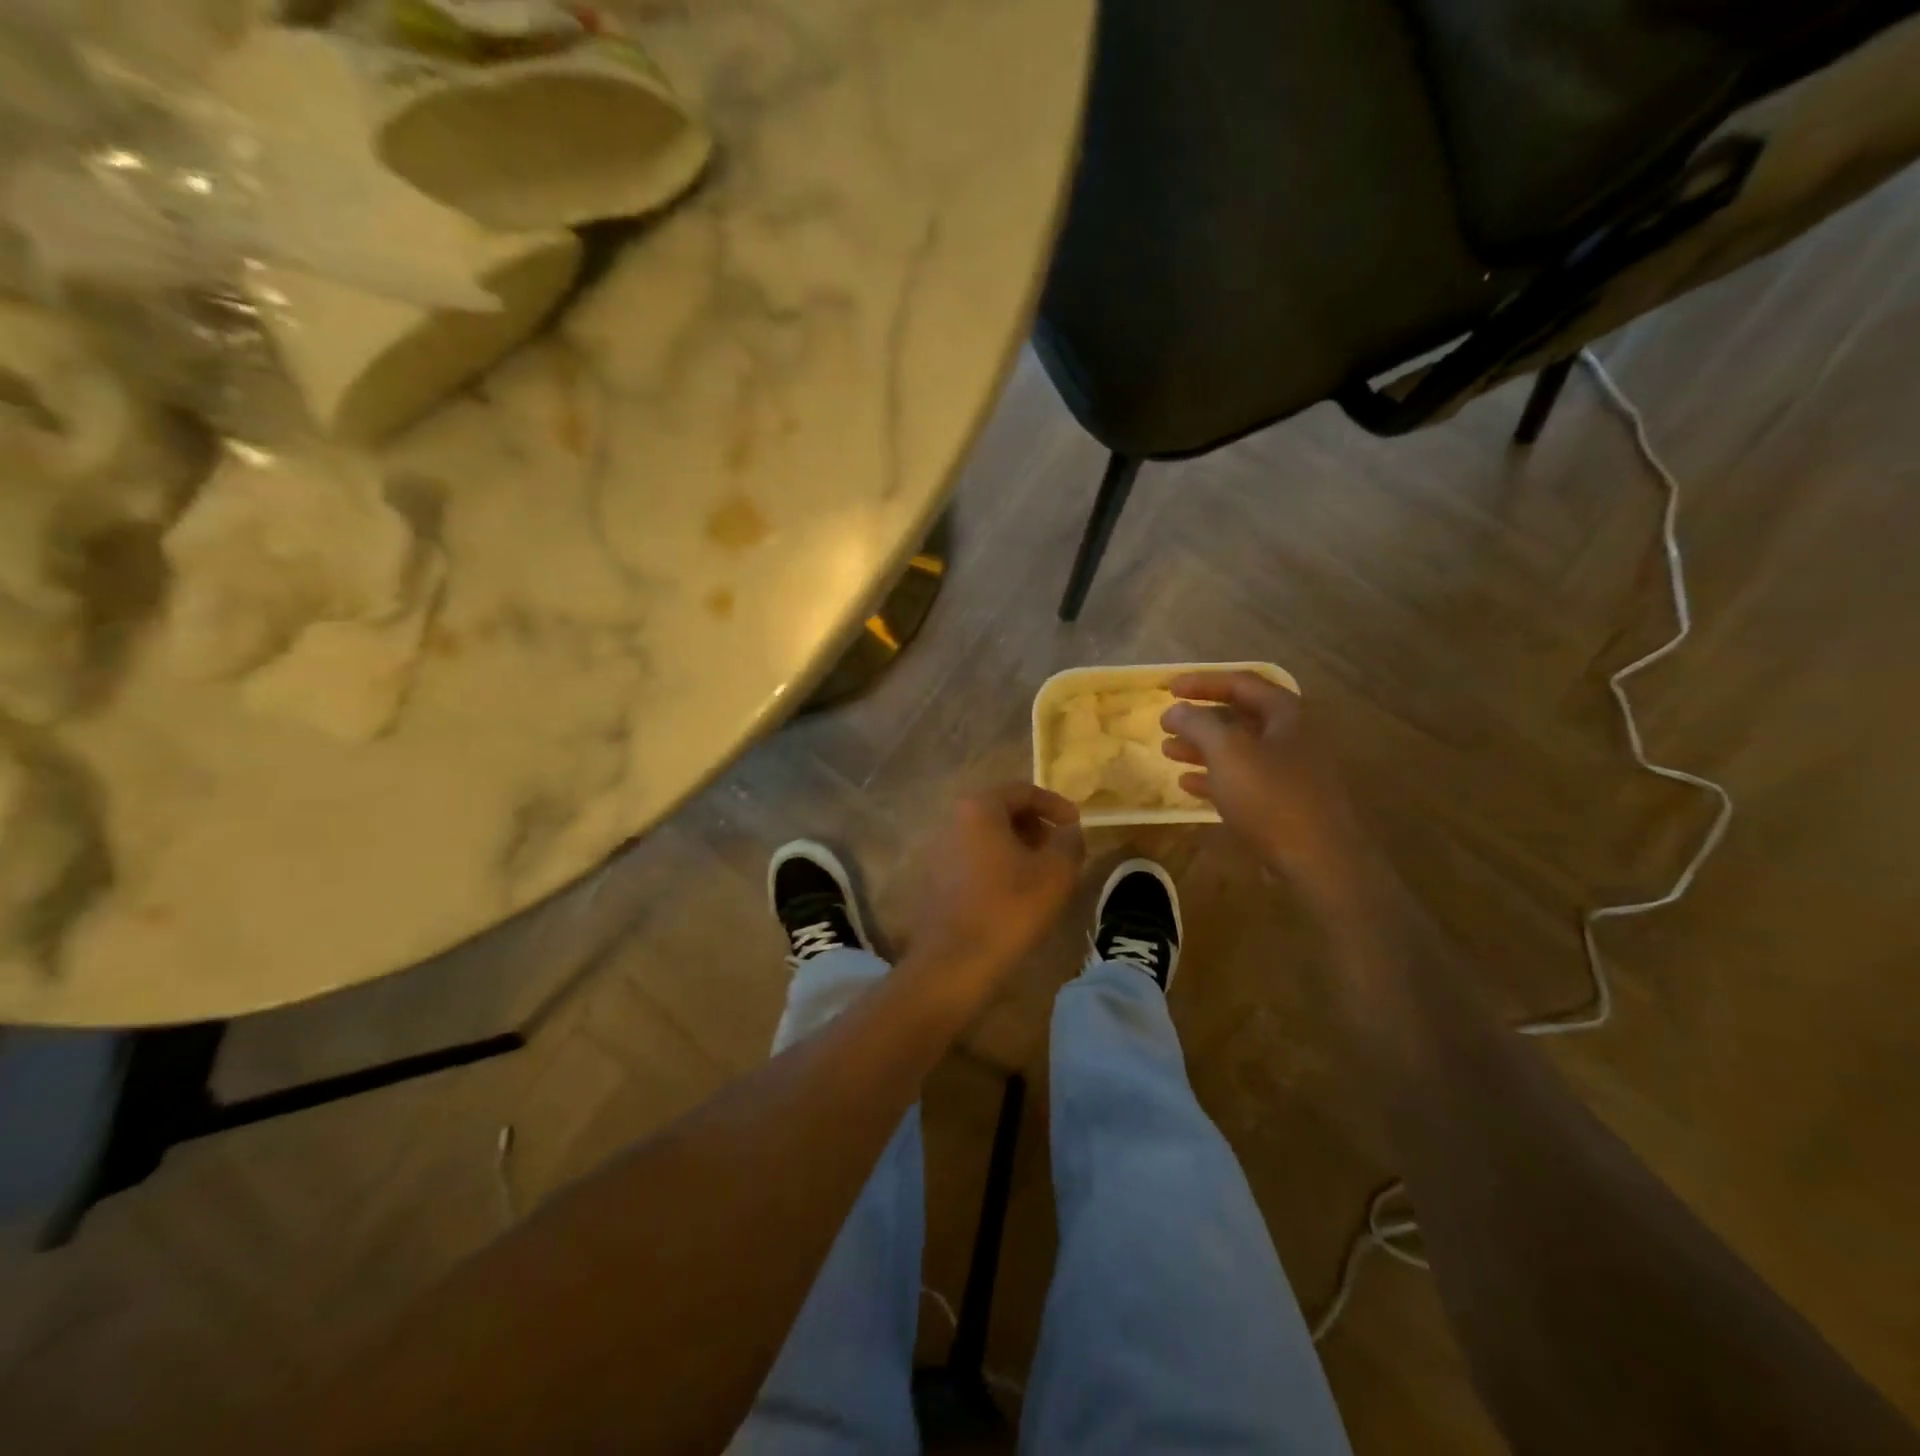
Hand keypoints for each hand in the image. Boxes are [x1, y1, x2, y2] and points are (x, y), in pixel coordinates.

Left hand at [901, 783, 1084, 996]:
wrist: (955, 962)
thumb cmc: (1010, 908)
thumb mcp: (1056, 872)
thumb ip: (1069, 842)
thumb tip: (1069, 830)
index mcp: (979, 809)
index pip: (1023, 790)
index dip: (1055, 804)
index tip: (1076, 824)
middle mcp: (953, 821)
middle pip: (1002, 811)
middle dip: (1035, 825)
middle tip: (1060, 849)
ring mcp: (939, 850)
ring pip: (987, 837)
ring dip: (1017, 847)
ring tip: (1042, 873)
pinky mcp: (935, 879)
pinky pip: (973, 859)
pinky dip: (998, 865)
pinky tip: (1015, 892)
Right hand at [1161, 672, 1376, 907]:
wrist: (1319, 860)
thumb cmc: (1271, 796)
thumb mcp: (1227, 752)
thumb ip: (1198, 724)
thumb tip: (1177, 709)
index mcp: (1286, 714)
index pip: (1241, 683)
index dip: (1203, 682)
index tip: (1169, 689)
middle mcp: (1293, 737)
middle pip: (1240, 717)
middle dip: (1200, 719)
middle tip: (1167, 722)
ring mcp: (1291, 772)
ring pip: (1240, 750)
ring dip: (1202, 748)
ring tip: (1168, 751)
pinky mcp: (1285, 803)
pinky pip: (1245, 781)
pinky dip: (1215, 777)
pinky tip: (1188, 784)